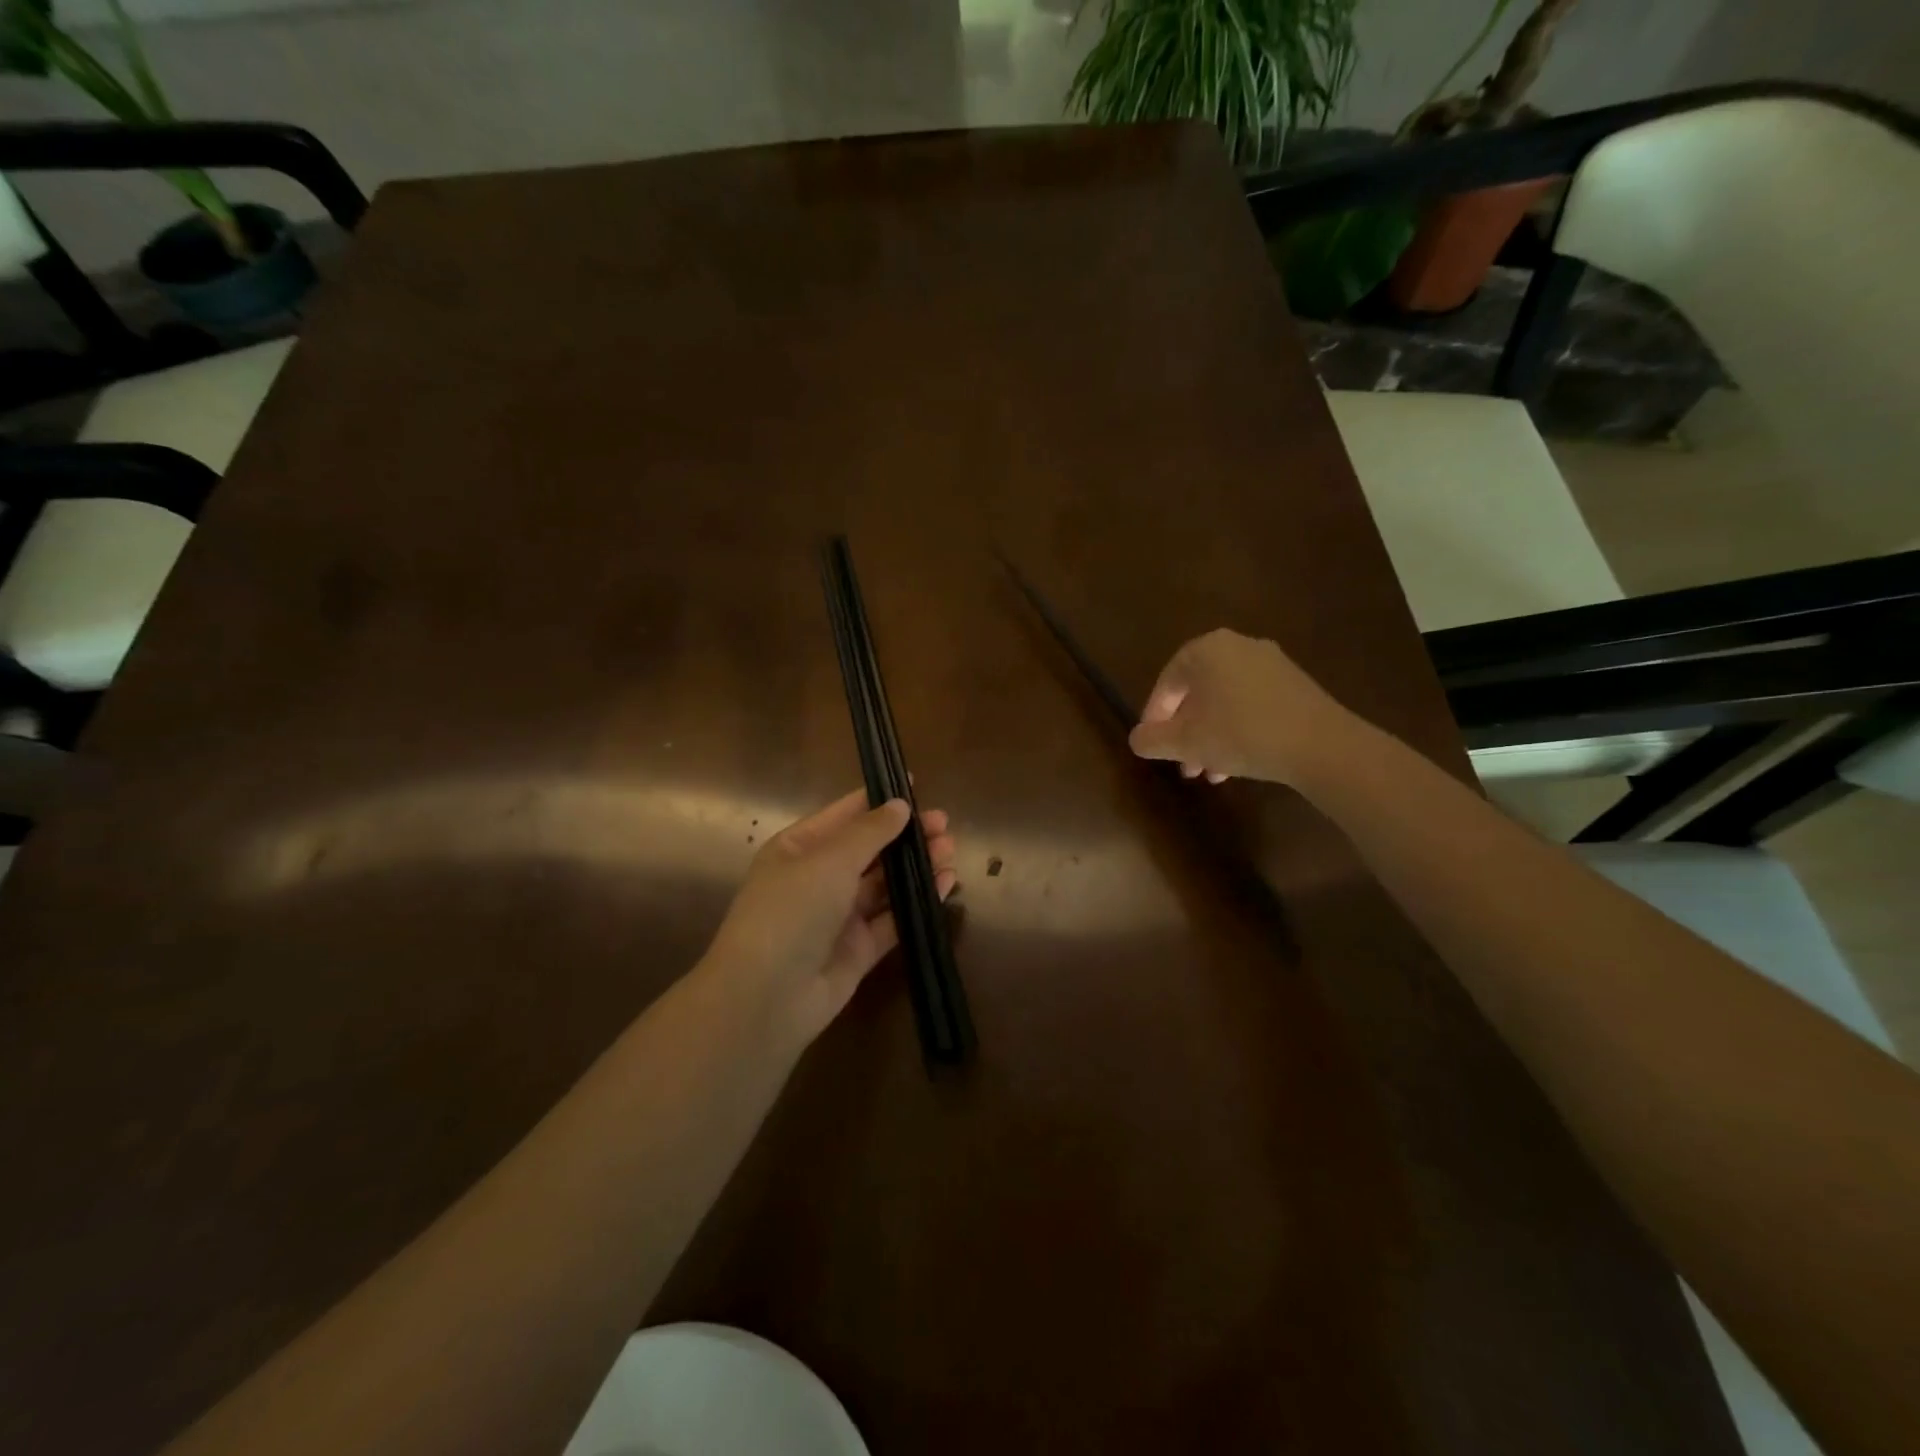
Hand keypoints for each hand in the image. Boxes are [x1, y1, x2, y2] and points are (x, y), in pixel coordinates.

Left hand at [701, 788, 957, 1041]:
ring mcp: (838, 916)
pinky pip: (893, 918)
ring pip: (884, 883)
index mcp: (798, 848)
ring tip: (950, 851)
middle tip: (944, 825)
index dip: (879, 800)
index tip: (917, 786)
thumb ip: (870, 832)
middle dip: (905, 835)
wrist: (766, 997)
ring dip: (916, 866)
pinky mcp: (858, 949)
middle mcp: (818, 878)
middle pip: (869, 849)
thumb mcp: (829, 860)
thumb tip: (900, 805)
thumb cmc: (791, 911)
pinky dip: (918, 901)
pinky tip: (945, 885)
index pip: (844, 815)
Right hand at [1127, 628, 1350, 785]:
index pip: (1167, 682)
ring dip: (1210, 736)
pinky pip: (1252, 704)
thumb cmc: (1241, 734)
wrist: (1321, 745)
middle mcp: (1238, 647)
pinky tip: (1237, 763)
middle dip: (1186, 732)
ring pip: (1225, 702)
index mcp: (1207, 650)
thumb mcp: (1185, 742)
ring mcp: (1271, 664)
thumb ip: (1152, 739)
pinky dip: (1237, 730)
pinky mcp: (1295, 685)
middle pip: (1197, 692)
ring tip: (1209, 772)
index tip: (1154, 745)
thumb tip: (1138, 739)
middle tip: (1183, 764)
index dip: (1154, 717)